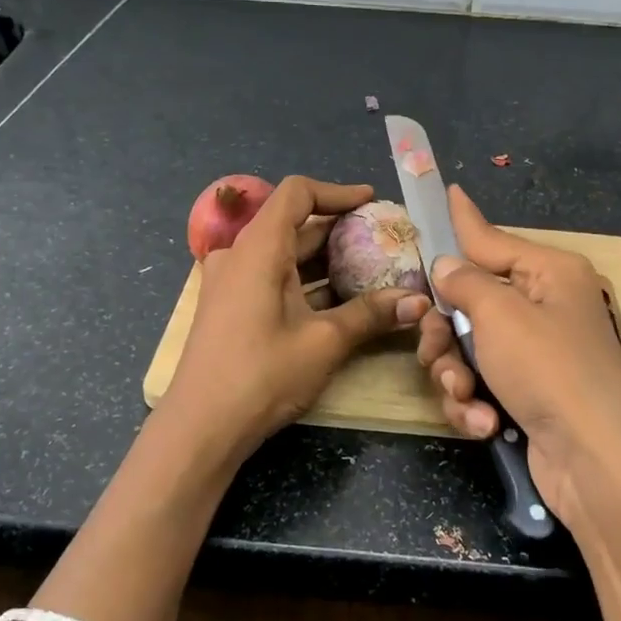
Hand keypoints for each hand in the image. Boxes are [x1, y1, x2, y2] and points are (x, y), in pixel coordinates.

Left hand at [159, 175, 429, 467]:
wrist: (201, 428)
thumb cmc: (262, 374)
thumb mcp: (324, 342)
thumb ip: (371, 314)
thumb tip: (419, 302)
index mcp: (258, 248)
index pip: (297, 193)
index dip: (337, 192)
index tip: (371, 202)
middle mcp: (239, 255)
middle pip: (292, 223)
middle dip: (337, 228)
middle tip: (380, 239)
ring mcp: (229, 282)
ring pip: (282, 253)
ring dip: (323, 258)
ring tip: (368, 267)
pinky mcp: (229, 306)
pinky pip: (270, 276)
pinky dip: (303, 279)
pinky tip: (335, 300)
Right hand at [416, 186, 620, 517]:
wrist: (594, 461)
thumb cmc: (548, 369)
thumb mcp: (499, 315)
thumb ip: (464, 282)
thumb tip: (447, 264)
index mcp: (549, 273)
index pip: (494, 239)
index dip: (464, 221)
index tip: (448, 190)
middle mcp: (545, 306)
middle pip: (470, 302)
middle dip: (445, 333)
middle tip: (437, 350)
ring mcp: (537, 353)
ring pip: (467, 348)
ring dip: (455, 375)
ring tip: (464, 396)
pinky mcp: (527, 394)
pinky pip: (482, 384)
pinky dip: (475, 404)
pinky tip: (482, 423)